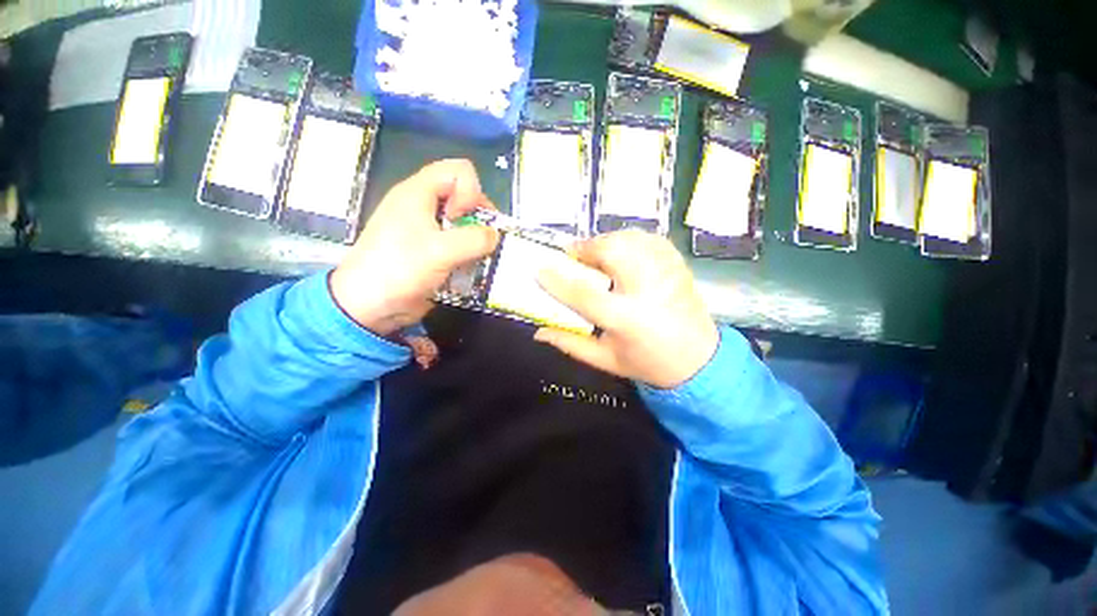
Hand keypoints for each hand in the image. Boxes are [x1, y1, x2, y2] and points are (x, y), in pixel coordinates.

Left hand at [330, 159, 498, 336]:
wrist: (369, 305)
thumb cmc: (399, 270)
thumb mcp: (440, 251)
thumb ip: (475, 239)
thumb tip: (495, 236)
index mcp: (418, 192)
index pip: (459, 171)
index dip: (471, 191)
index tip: (465, 219)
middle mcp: (423, 205)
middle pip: (463, 195)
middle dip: (478, 216)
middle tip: (478, 241)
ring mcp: (426, 228)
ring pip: (463, 221)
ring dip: (475, 238)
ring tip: (476, 257)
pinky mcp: (430, 249)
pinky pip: (457, 241)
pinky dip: (468, 251)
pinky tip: (467, 267)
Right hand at [534, 230, 718, 388]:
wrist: (699, 360)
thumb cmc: (647, 362)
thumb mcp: (605, 359)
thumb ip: (569, 343)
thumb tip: (538, 331)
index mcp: (626, 318)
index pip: (584, 293)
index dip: (558, 280)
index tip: (540, 270)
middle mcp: (646, 289)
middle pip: (610, 252)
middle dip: (585, 250)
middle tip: (574, 258)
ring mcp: (665, 273)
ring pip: (628, 239)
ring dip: (605, 243)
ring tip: (596, 256)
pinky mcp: (677, 264)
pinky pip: (647, 239)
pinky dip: (628, 240)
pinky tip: (622, 254)